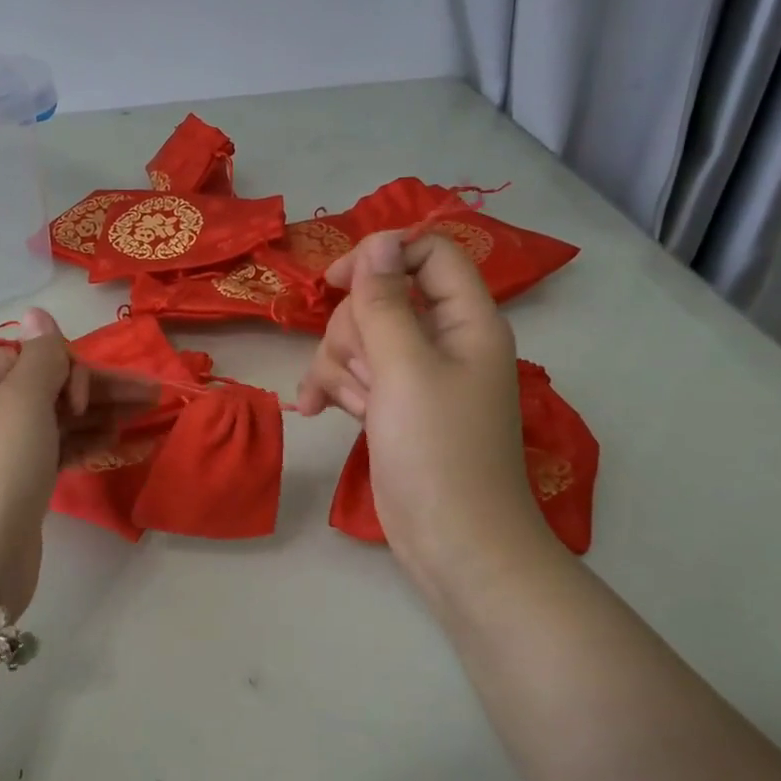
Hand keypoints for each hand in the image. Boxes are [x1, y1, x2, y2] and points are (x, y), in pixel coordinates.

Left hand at [0, 309, 148, 623]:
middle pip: (55, 387)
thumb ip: (40, 356)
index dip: (71, 366)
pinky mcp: (24, 485)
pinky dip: (89, 442)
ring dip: (102, 414)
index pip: (35, 356)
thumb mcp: (20, 400)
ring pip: (63, 420)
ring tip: (146, 416)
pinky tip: (117, 441)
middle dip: (103, 389)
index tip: (89, 393)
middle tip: (154, 396)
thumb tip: (37, 311)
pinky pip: (62, 450)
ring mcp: (8, 452)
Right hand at [297, 232, 550, 605]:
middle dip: (354, 334)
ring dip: (341, 368)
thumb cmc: (437, 450)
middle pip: (381, 299)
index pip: (428, 253)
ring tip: (354, 409)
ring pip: (358, 339)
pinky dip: (333, 388)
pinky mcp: (393, 407)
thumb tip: (379, 239)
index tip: (335, 283)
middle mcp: (443, 340)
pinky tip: (313, 411)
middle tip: (364, 377)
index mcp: (466, 320)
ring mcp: (416, 376)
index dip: (382, 257)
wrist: (452, 541)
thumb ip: (385, 301)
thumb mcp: (405, 368)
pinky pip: (354, 376)